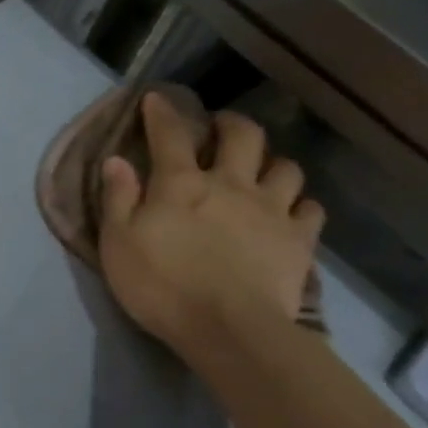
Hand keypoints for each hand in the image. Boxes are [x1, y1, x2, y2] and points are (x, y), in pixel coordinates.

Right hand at [98, 93, 323, 363]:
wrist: (229, 329)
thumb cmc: (162, 287)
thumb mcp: (118, 244)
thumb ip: (118, 199)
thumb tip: (116, 160)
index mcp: (181, 184)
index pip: (170, 134)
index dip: (163, 112)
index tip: (157, 98)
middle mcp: (231, 184)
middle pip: (243, 136)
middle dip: (232, 123)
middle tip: (222, 128)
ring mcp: (272, 210)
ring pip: (285, 166)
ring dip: (272, 163)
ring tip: (262, 172)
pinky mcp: (299, 240)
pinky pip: (311, 209)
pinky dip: (301, 205)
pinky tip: (291, 213)